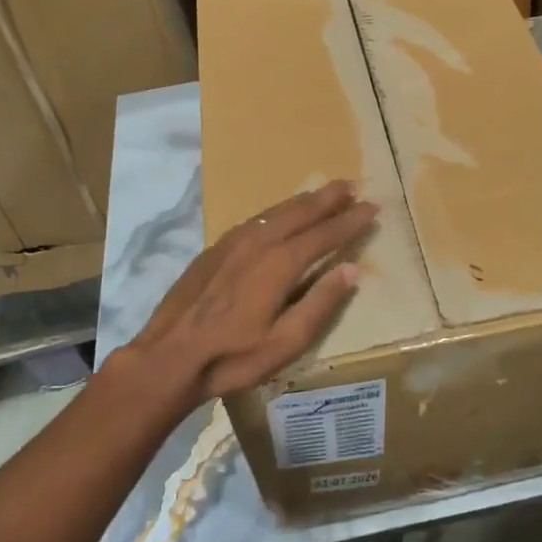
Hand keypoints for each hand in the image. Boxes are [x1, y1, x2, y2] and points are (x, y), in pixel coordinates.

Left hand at [121, 180, 377, 406]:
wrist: (168, 356)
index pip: (325, 234)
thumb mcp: (286, 342)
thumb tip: (352, 269)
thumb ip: (321, 303)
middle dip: (330, 197)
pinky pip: (256, 219)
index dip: (351, 220)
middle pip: (301, 211)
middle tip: (354, 185)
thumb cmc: (233, 356)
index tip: (373, 207)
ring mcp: (233, 241)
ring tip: (325, 192)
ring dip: (305, 200)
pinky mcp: (215, 248)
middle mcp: (258, 241)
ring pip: (276, 211)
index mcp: (280, 263)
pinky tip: (281, 214)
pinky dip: (279, 211)